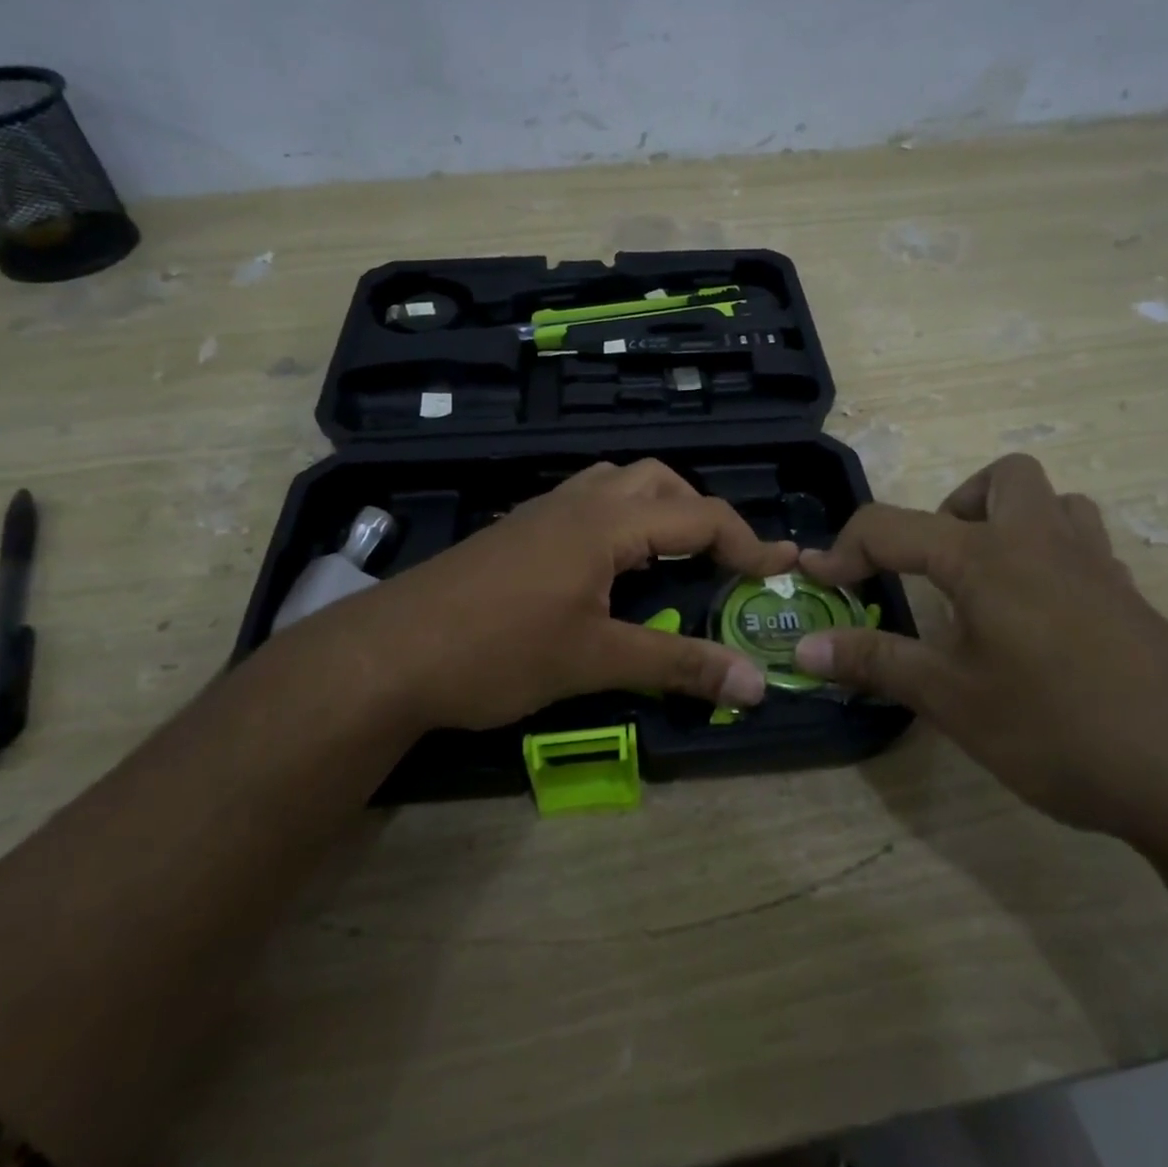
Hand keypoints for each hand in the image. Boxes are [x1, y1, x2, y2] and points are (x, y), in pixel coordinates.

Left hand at [309, 460, 797, 732]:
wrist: (387, 654)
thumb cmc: (497, 651)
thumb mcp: (595, 660)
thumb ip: (678, 665)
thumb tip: (755, 684)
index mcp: (606, 522)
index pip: (699, 515)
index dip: (747, 543)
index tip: (780, 572)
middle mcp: (577, 501)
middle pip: (658, 482)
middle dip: (700, 515)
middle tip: (720, 563)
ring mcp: (541, 512)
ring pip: (617, 485)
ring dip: (656, 512)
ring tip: (670, 559)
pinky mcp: (516, 532)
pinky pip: (585, 504)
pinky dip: (618, 522)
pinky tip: (609, 570)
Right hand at [795, 454, 1167, 839]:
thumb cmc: (1061, 727)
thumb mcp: (953, 699)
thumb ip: (876, 663)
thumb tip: (805, 647)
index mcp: (986, 556)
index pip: (893, 526)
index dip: (845, 549)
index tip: (819, 581)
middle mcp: (1042, 542)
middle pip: (1000, 479)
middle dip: (952, 509)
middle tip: (935, 569)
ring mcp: (1097, 568)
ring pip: (1054, 505)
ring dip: (1009, 525)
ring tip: (985, 588)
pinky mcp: (1132, 601)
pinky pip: (1083, 549)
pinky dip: (1048, 563)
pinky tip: (1038, 626)